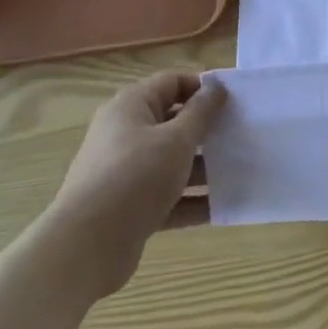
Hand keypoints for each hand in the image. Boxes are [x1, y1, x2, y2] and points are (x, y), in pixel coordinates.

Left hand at [42, 72, 225, 297]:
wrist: (86, 246)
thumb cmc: (136, 177)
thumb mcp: (177, 139)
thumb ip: (201, 112)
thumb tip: (216, 86)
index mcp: (131, 107)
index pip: (172, 82)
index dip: (203, 87)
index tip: (234, 101)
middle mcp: (124, 134)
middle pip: (173, 122)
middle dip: (207, 129)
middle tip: (241, 135)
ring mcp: (124, 172)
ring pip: (171, 162)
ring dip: (203, 167)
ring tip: (239, 171)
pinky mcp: (128, 207)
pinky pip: (166, 196)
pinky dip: (191, 199)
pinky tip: (223, 206)